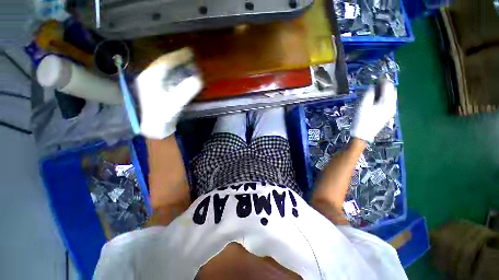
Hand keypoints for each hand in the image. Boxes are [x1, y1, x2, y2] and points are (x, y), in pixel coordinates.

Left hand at [135, 48, 202, 138]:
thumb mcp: (176, 103)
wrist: (155, 128)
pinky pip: (165, 76)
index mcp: (150, 78)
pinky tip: (181, 73)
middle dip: (177, 59)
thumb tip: (198, 79)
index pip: (165, 62)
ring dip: (176, 65)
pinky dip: (174, 73)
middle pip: (164, 63)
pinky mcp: (155, 89)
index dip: (178, 56)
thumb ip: (187, 90)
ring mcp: (151, 83)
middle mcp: (148, 77)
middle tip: (190, 56)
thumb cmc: (163, 115)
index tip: (190, 52)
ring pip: (164, 69)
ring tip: (187, 62)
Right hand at [350, 80, 396, 141]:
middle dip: (385, 86)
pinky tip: (376, 100)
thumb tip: (372, 86)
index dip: (382, 81)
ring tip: (374, 92)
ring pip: (391, 96)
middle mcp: (392, 105)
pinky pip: (389, 102)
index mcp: (387, 102)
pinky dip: (384, 98)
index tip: (375, 80)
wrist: (363, 134)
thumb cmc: (362, 119)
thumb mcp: (363, 105)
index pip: (389, 87)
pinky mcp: (388, 114)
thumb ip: (369, 94)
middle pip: (392, 91)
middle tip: (374, 86)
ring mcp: (391, 110)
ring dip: (384, 92)